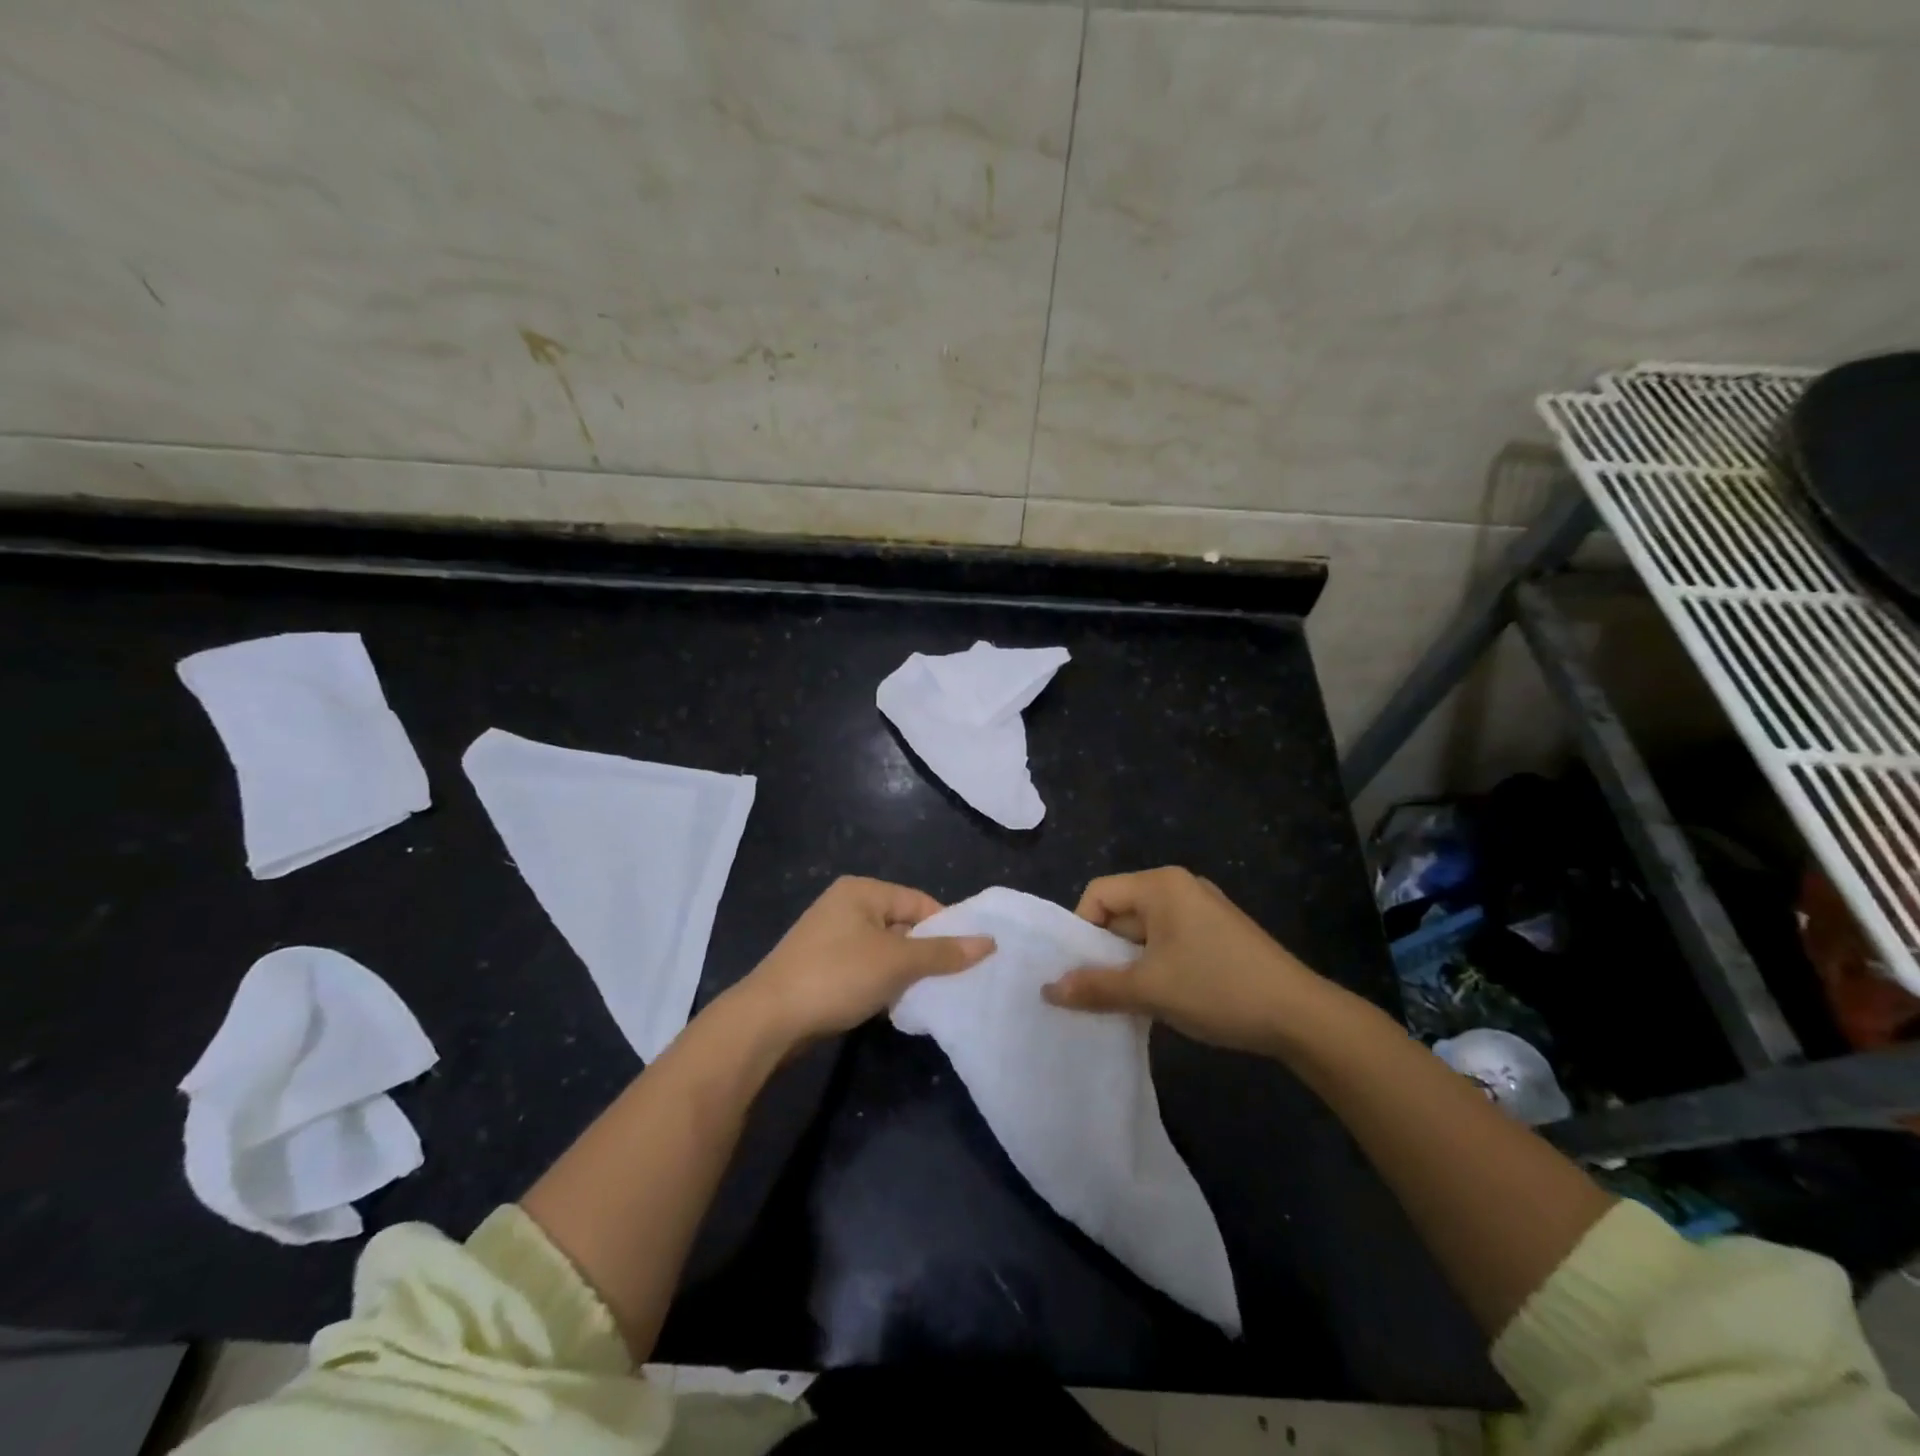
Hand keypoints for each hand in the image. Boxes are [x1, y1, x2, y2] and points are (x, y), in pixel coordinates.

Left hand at [736, 876, 992, 1046]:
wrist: (769, 1020)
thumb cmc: (837, 976)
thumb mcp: (897, 963)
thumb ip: (944, 952)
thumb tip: (989, 942)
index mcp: (862, 891)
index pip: (919, 902)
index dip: (946, 928)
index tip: (968, 959)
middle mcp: (845, 905)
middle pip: (902, 925)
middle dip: (925, 953)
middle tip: (951, 982)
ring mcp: (830, 936)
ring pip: (884, 950)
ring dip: (903, 973)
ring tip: (924, 997)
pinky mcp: (821, 966)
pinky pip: (864, 968)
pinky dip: (880, 984)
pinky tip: (891, 1006)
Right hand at [1042, 867, 1322, 1052]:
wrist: (1301, 1017)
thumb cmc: (1217, 988)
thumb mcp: (1149, 989)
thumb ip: (1095, 987)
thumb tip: (1047, 990)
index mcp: (1161, 885)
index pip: (1099, 894)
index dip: (1081, 930)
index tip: (1081, 970)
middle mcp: (1180, 887)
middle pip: (1122, 911)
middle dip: (1105, 951)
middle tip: (1097, 990)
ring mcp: (1203, 910)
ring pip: (1145, 932)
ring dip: (1130, 964)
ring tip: (1126, 1001)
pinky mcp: (1218, 935)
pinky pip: (1170, 942)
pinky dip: (1155, 967)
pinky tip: (1159, 999)